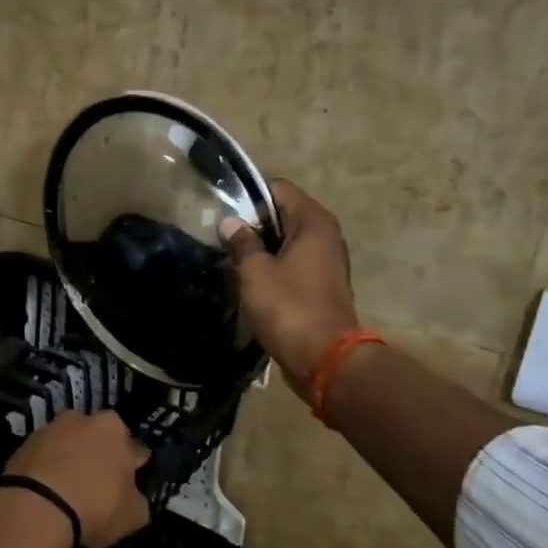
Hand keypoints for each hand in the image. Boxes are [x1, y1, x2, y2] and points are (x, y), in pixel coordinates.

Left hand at [2, 409, 150, 547]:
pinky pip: (42, 460)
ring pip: (66, 446)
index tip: (130, 485)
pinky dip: (46, 472)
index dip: (133, 468)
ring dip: (69, 462)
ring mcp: (47, 431)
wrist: (35, 508)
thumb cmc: (95, 506)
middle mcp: (81, 419)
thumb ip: (137, 500)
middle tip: (98, 487)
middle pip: (96, 440)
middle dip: (98, 458)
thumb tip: (133, 497)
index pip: (133, 447)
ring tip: (69, 493)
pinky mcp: (21, 447)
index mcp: (113, 428)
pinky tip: (47, 496)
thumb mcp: (133, 515)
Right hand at [220, 179, 360, 393]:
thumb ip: (242, 242)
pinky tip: (248, 282)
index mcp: (313, 222)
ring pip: (286, 242)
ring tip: (229, 260)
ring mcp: (325, 262)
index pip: (279, 188)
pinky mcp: (320, 286)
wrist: (324, 358)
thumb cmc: (288, 307)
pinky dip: (272, 268)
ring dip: (260, 249)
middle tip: (221, 238)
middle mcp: (325, 235)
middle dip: (252, 224)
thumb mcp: (255, 272)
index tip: (223, 212)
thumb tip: (230, 222)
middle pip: (283, 215)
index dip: (249, 196)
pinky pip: (292, 265)